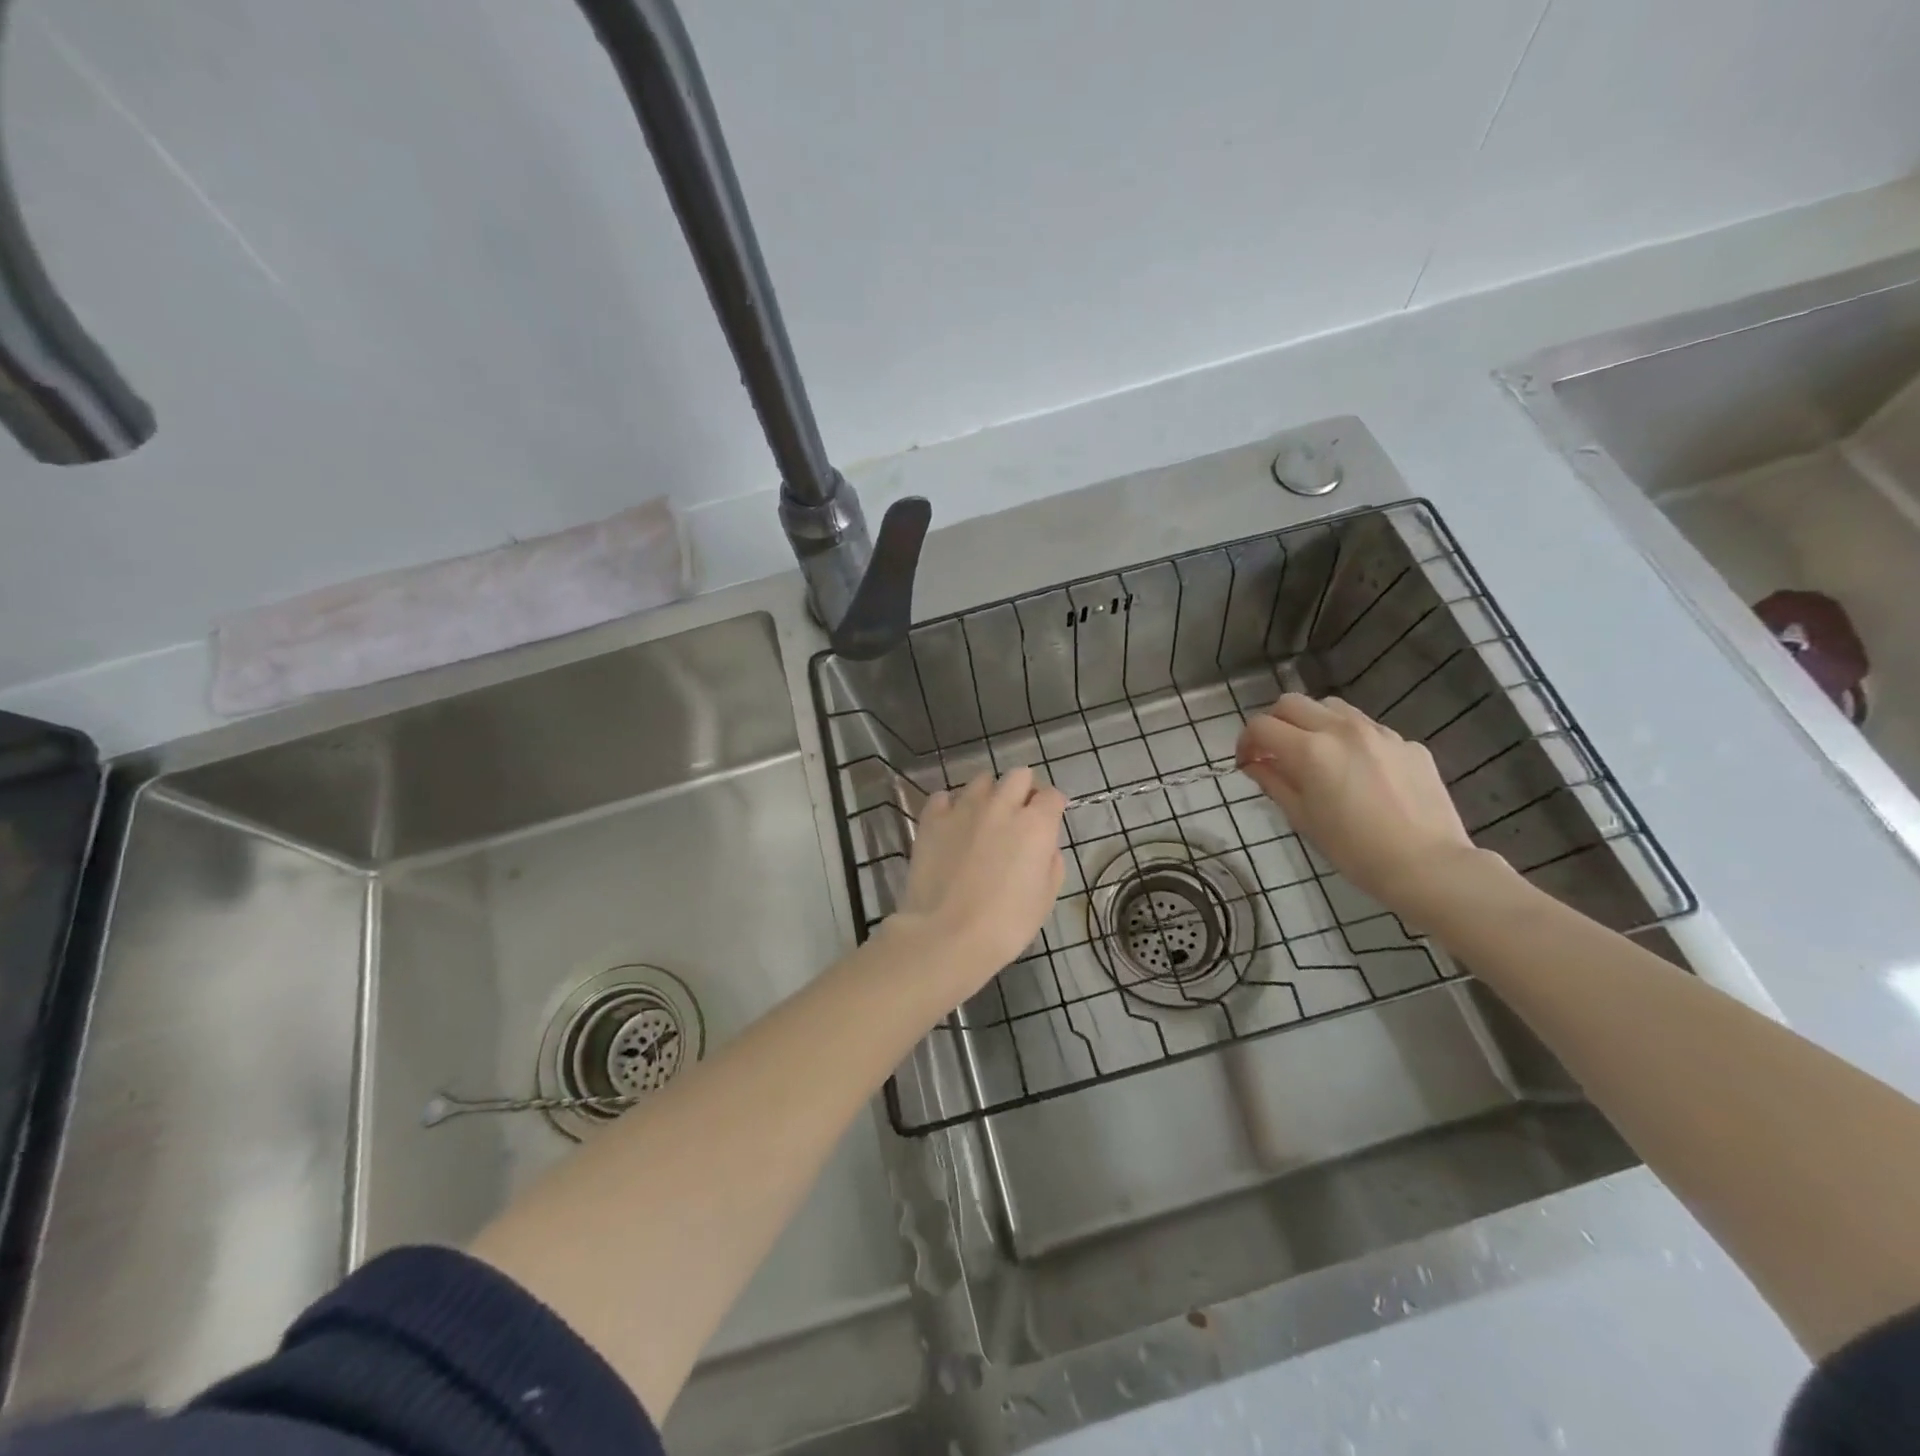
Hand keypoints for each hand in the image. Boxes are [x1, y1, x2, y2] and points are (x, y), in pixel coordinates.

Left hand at [893, 768, 1066, 991]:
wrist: (946, 935)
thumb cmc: (1005, 925)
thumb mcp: (1045, 899)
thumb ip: (1051, 863)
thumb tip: (1045, 847)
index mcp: (1035, 825)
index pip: (1053, 796)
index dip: (1053, 807)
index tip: (1050, 821)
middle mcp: (1002, 806)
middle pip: (1019, 775)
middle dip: (1023, 790)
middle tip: (1018, 816)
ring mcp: (963, 808)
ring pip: (982, 780)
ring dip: (988, 795)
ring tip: (983, 819)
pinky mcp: (932, 819)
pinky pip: (944, 797)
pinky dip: (950, 806)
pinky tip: (952, 826)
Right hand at [1235, 694, 1484, 911]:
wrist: (1428, 865)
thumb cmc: (1354, 850)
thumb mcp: (1302, 818)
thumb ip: (1273, 782)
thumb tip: (1255, 763)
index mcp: (1310, 750)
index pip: (1261, 726)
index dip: (1245, 741)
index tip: (1247, 761)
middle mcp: (1342, 729)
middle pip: (1291, 703)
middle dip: (1274, 722)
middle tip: (1273, 751)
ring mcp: (1379, 732)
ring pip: (1331, 707)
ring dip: (1311, 722)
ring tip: (1315, 753)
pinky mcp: (1407, 743)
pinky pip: (1367, 728)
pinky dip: (1349, 739)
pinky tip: (1357, 771)